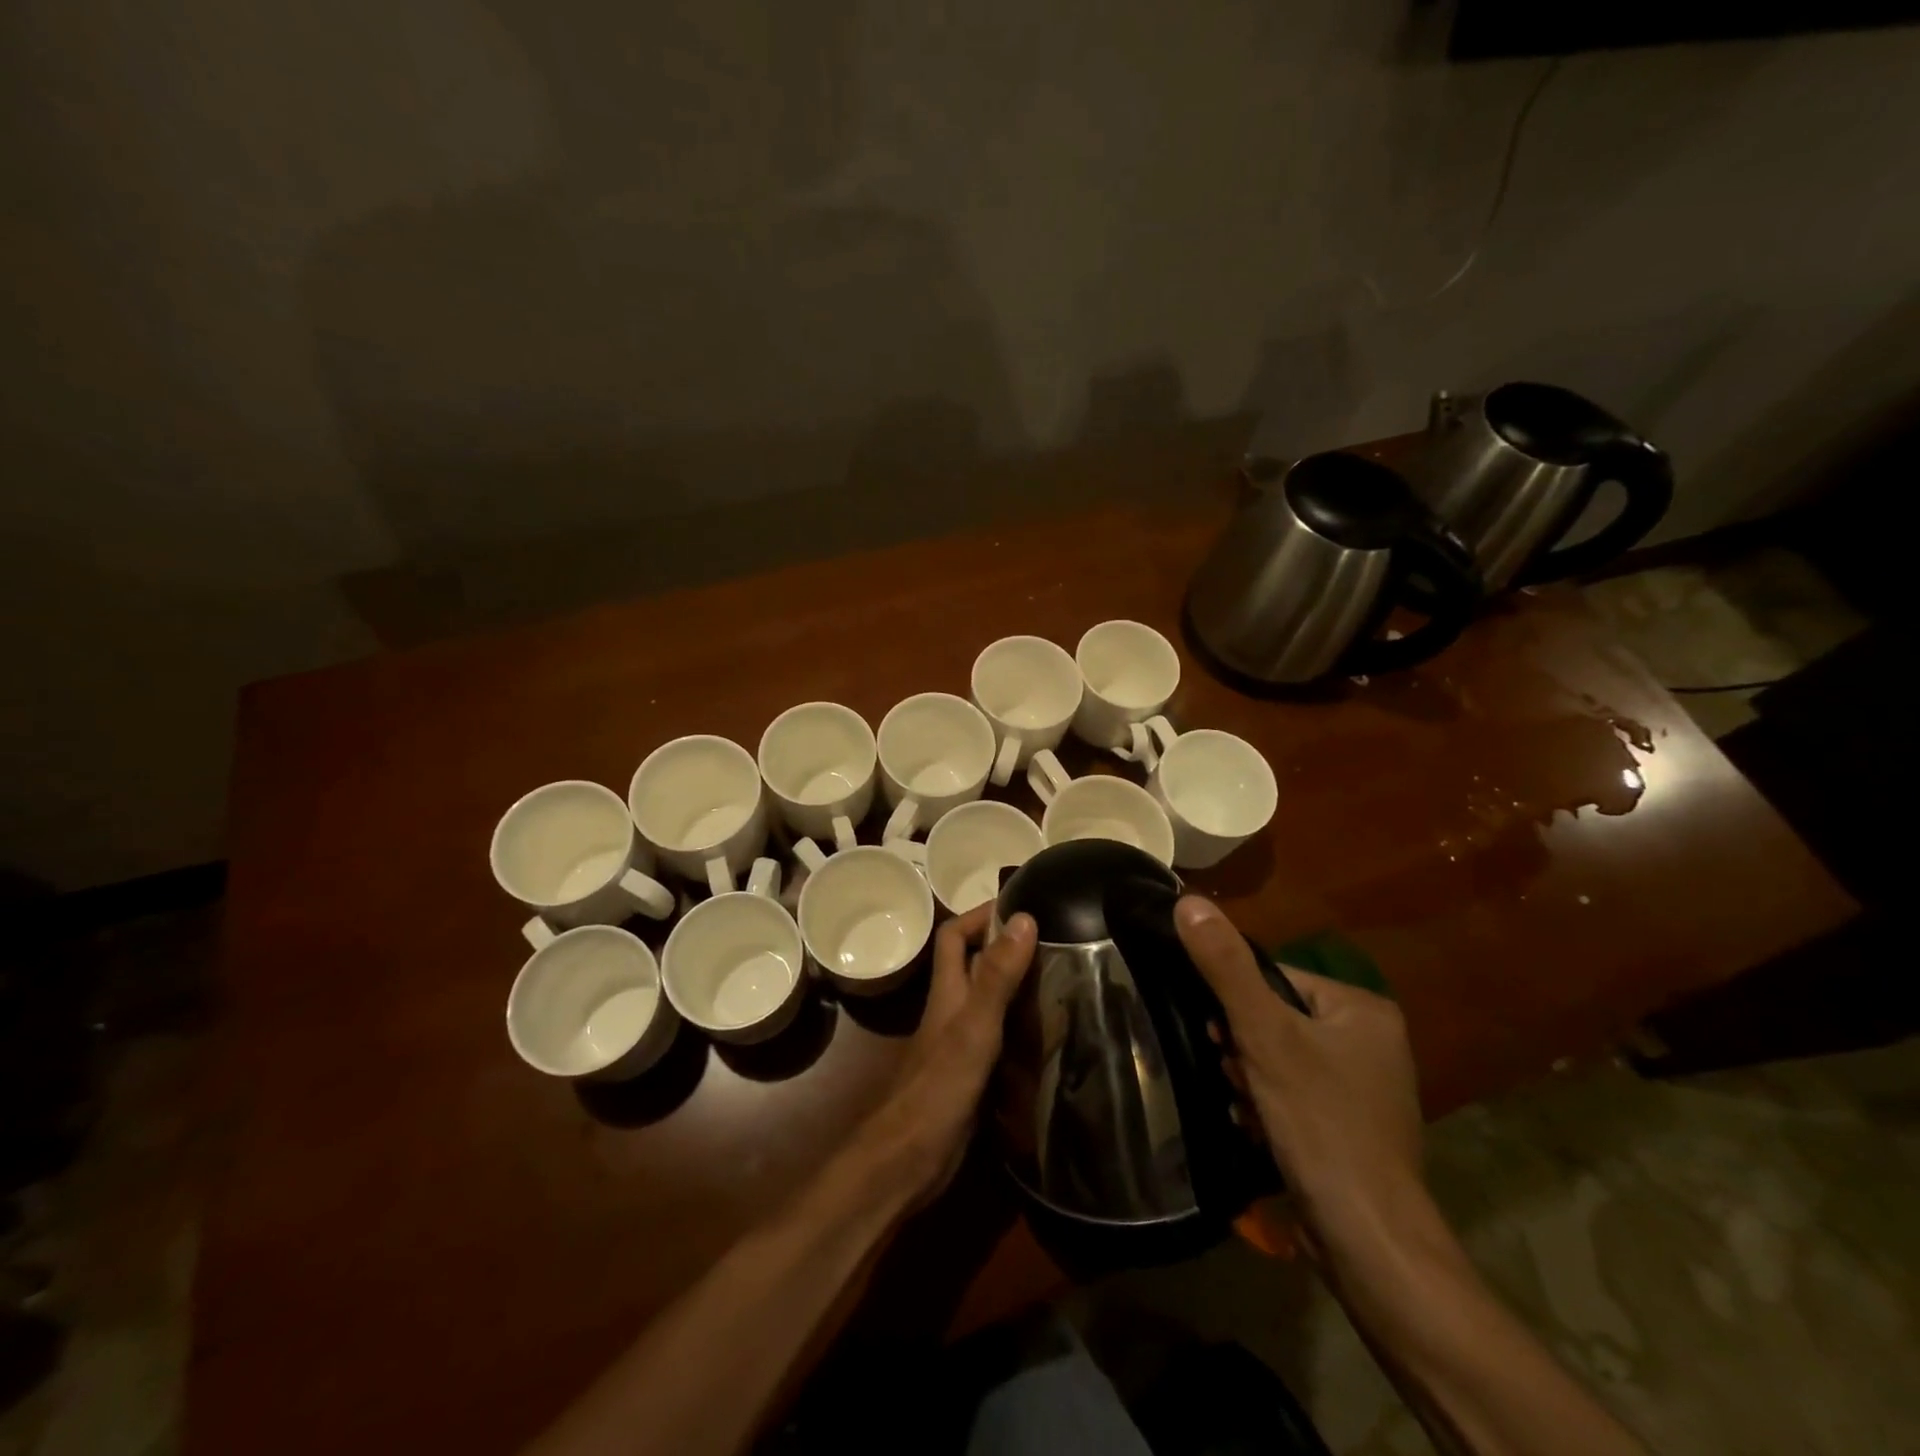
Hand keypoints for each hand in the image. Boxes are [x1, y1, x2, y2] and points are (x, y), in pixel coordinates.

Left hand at [852, 902, 1036, 1201]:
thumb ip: (998, 975)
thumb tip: (1024, 917)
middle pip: (975, 965)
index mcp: (948, 990)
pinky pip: (1000, 1037)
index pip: (955, 935)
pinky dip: (1022, 1028)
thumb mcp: (975, 1026)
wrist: (909, 1160)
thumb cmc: (939, 1086)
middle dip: (1007, 947)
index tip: (1021, 904)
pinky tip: (1052, 1034)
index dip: (980, 914)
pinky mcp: (972, 1074)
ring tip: (1063, 979)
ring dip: (1018, 986)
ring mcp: (961, 1043)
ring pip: (990, 1000)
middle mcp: (952, 1010)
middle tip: (1055, 941)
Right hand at [1174, 896, 1423, 1234]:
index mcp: (1362, 1009)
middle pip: (1276, 1021)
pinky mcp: (1351, 1129)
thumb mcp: (1264, 1035)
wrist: (1367, 1241)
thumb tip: (1188, 900)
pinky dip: (1270, 1108)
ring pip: (1280, 1060)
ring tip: (1248, 1109)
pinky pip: (1295, 1096)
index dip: (1239, 1007)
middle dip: (1245, 1050)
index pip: (1276, 979)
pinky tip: (1259, 1131)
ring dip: (1251, 1081)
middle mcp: (1372, 1042)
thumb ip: (1225, 966)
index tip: (1222, 1040)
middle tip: (1238, 1077)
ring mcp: (1365, 1089)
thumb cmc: (1320, 1122)